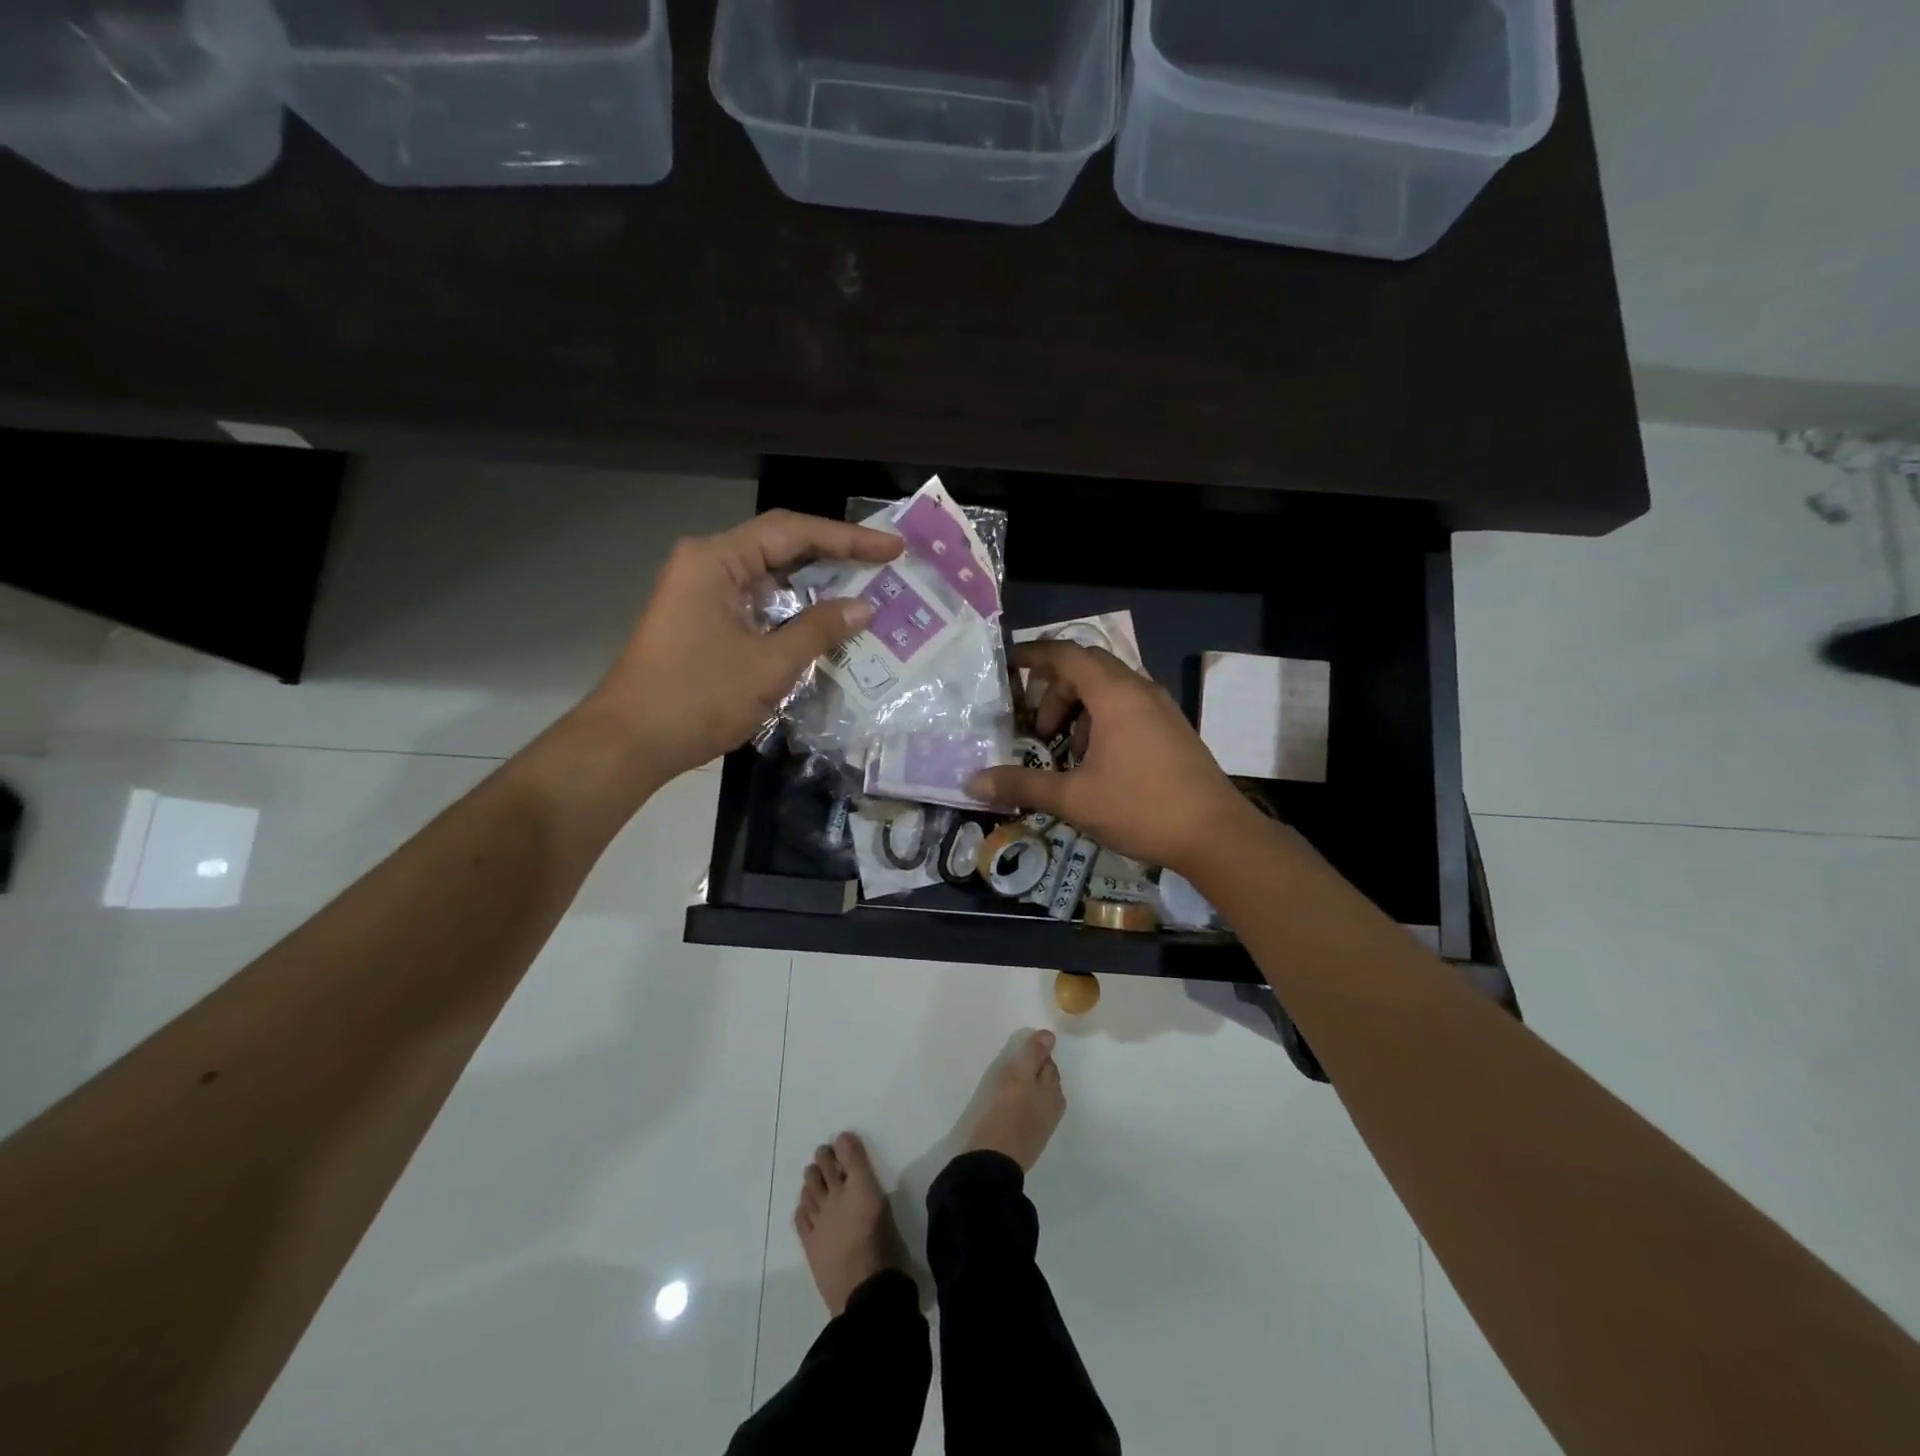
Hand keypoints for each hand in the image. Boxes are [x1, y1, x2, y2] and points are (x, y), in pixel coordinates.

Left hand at [584, 510, 901, 781]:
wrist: (630, 743)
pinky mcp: (703, 620)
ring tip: (865, 589)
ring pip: (770, 576)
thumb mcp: (769, 665)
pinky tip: (824, 621)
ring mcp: (701, 592)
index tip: (891, 548)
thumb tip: (864, 608)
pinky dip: (792, 609)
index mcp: (716, 560)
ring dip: (814, 584)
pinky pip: (757, 602)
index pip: (793, 532)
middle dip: (834, 555)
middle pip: (780, 545)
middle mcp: (706, 564)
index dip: (848, 539)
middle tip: (884, 564)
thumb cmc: (698, 698)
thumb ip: (819, 630)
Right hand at [967, 641, 1256, 871]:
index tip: (1006, 665)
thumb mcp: (1074, 798)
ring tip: (1064, 750)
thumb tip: (972, 783)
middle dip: (1054, 690)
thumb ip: (1022, 784)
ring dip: (1079, 709)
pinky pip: (1128, 706)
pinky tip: (1096, 762)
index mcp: (1114, 694)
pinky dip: (1101, 720)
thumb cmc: (1141, 808)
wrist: (1216, 835)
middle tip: (1036, 728)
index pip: (1065, 654)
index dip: (1032, 655)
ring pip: (1109, 688)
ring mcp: (1160, 708)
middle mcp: (1139, 689)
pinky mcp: (1172, 728)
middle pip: (1086, 668)